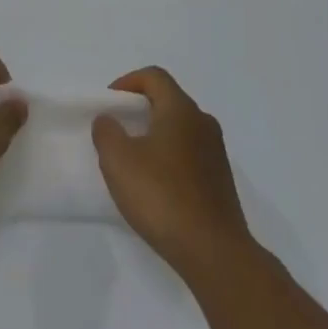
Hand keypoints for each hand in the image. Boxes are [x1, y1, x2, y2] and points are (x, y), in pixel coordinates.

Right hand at [92, 67, 250, 277]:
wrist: (214, 252)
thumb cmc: (162, 197)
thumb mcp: (119, 161)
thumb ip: (107, 133)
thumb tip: (109, 120)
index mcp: (181, 110)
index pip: (154, 77)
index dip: (128, 82)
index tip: (109, 103)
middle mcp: (203, 123)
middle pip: (169, 100)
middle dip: (140, 109)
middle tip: (117, 130)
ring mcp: (216, 152)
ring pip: (180, 129)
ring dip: (155, 135)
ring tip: (133, 160)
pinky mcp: (220, 180)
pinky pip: (190, 154)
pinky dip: (170, 158)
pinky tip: (156, 186)